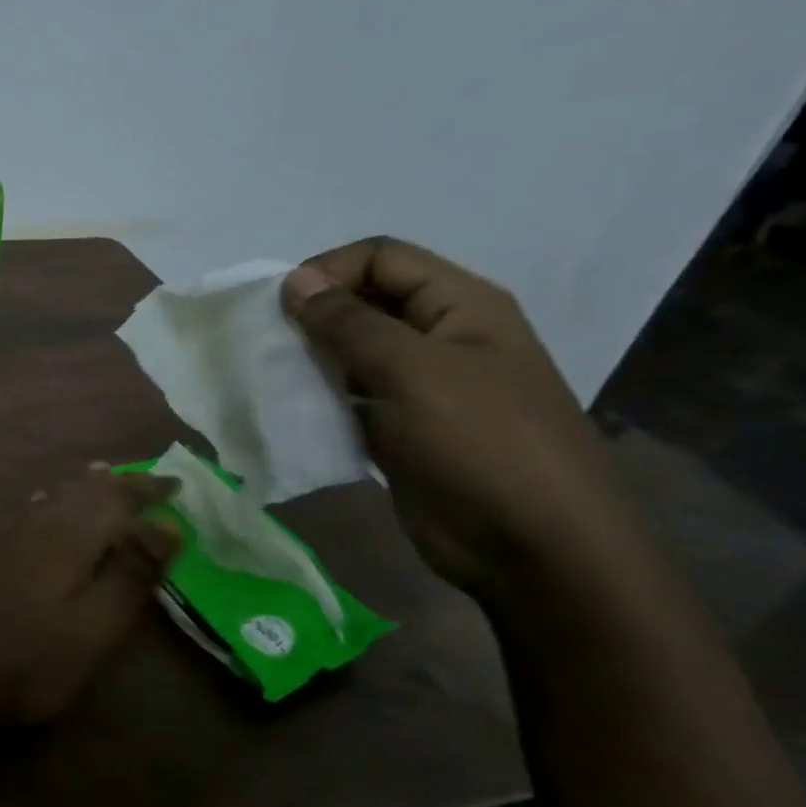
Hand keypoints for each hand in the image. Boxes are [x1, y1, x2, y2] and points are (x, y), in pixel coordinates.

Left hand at [0, 469, 181, 730]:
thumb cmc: (27, 659)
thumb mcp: (93, 627)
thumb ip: (131, 574)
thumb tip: (167, 524)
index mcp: (69, 535)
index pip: (117, 497)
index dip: (148, 489)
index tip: (178, 484)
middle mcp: (38, 525)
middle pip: (84, 492)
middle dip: (119, 484)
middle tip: (148, 481)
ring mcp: (9, 539)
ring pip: (55, 498)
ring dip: (85, 488)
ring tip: (104, 476)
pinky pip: (34, 512)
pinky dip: (55, 502)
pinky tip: (44, 504)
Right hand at [282, 237, 636, 594]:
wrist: (533, 548)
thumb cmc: (480, 443)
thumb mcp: (411, 370)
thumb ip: (348, 322)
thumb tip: (294, 280)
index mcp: (460, 306)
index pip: (381, 258)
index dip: (329, 270)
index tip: (282, 307)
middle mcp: (441, 336)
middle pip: (364, 301)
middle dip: (315, 315)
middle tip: (272, 343)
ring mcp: (421, 385)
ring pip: (352, 351)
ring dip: (312, 357)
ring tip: (276, 376)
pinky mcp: (401, 427)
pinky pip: (350, 396)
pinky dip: (318, 396)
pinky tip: (293, 409)